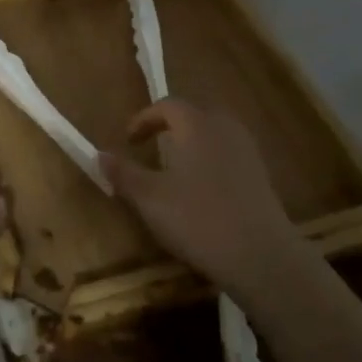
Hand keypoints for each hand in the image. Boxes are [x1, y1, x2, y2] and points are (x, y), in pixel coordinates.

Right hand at [99, 98, 305, 292]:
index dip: (144, 119)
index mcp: (196, 125)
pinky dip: (210, 159)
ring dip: (191, 142)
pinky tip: (201, 189)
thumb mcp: (149, 198)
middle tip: (152, 146)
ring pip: (214, 133)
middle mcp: (225, 128)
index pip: (168, 105)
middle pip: (195, 114)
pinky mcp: (261, 175)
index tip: (129, 140)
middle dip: (170, 126)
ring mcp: (247, 151)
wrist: (260, 256)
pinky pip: (229, 153)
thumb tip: (100, 154)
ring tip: (175, 167)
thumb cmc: (197, 219)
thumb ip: (123, 173)